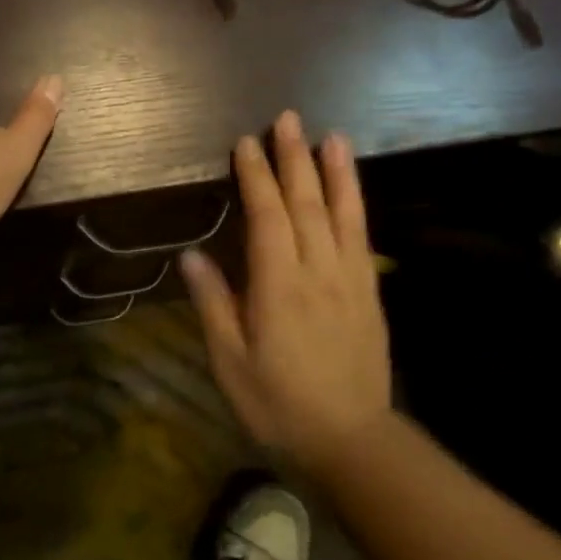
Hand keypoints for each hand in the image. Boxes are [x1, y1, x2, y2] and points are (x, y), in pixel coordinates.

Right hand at [180, 110, 391, 473]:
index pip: (266, 216)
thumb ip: (213, 305)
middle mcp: (317, 272)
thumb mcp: (230, 362)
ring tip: (330, 136)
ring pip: (342, 214)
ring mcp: (349, 280)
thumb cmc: (279, 403)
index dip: (255, 176)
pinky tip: (352, 189)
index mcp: (279, 286)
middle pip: (305, 204)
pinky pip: (362, 238)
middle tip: (286, 119)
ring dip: (334, 172)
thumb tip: (192, 255)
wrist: (352, 440)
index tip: (246, 143)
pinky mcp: (368, 293)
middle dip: (293, 158)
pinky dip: (357, 205)